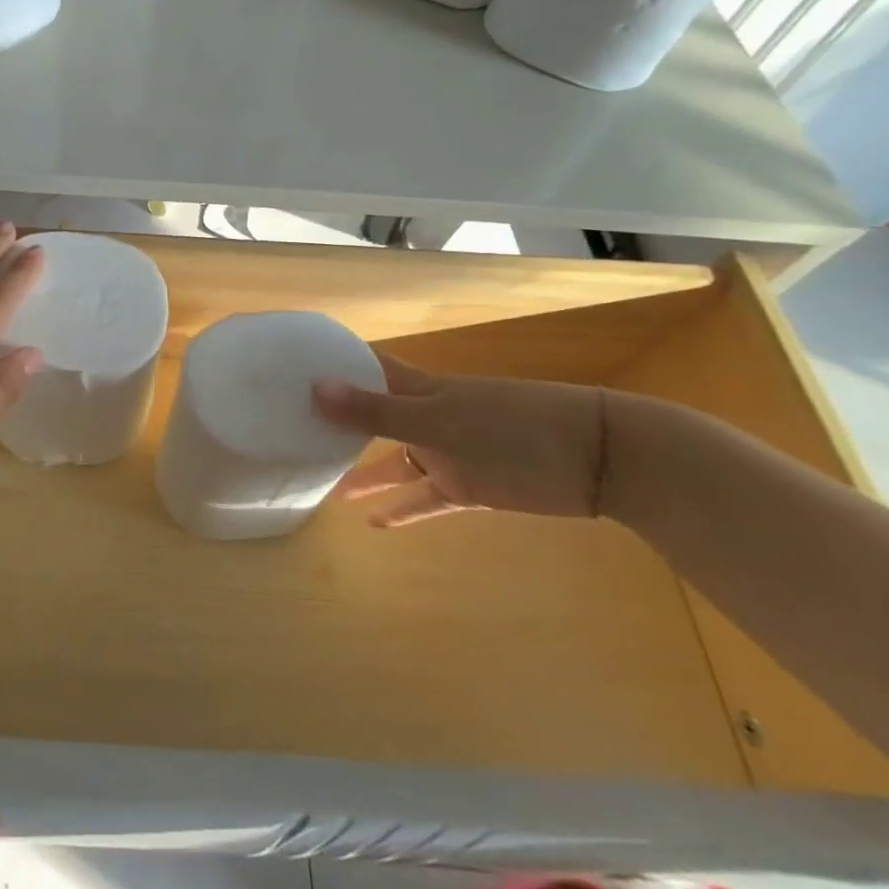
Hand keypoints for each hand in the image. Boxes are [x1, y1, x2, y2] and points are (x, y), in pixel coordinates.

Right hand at [312, 353, 606, 527]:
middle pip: (373, 416)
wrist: (599, 458)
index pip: (366, 368)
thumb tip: (314, 389)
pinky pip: (425, 499)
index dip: (331, 364)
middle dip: (338, 423)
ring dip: (365, 475)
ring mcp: (447, 452)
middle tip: (293, 431)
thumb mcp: (440, 420)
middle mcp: (426, 416)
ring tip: (325, 488)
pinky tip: (374, 524)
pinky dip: (402, 510)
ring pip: (394, 461)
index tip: (289, 367)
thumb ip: (378, 411)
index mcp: (418, 388)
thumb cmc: (514, 426)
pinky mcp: (468, 487)